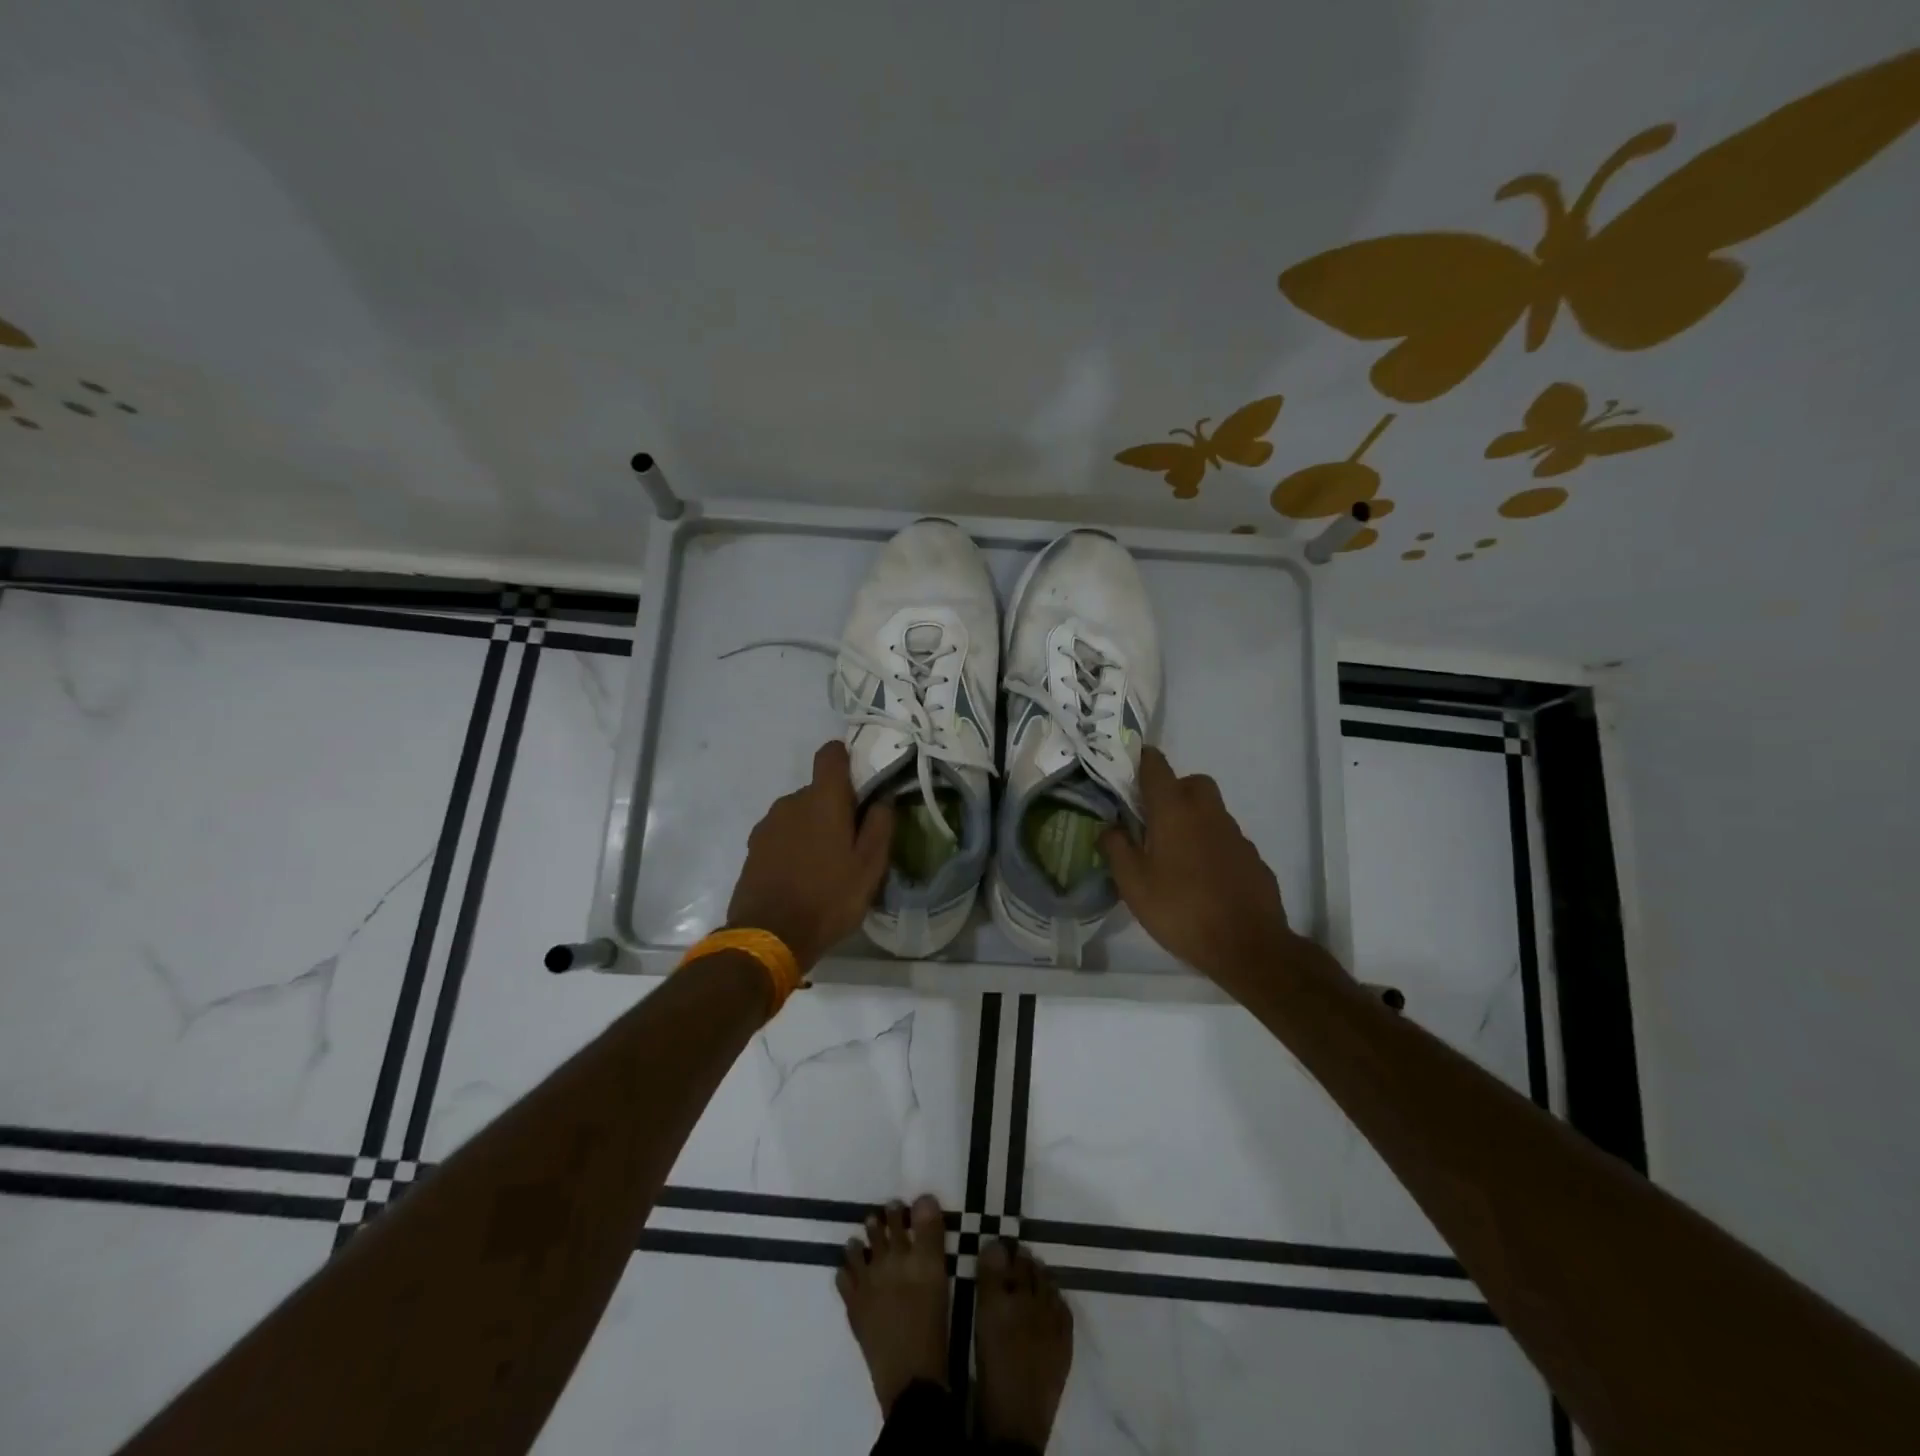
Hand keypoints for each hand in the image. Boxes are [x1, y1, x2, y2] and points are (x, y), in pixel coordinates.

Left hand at [727, 741, 894, 974]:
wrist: (768, 937)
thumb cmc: (828, 898)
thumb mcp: (870, 867)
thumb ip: (880, 825)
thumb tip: (883, 798)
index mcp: (822, 800)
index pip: (831, 754)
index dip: (846, 758)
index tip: (861, 780)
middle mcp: (791, 802)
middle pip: (818, 791)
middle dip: (835, 807)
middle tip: (852, 841)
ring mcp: (768, 825)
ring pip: (799, 814)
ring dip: (814, 828)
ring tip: (827, 864)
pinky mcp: (753, 848)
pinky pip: (782, 834)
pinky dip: (795, 845)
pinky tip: (803, 876)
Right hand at [1100, 747, 1299, 986]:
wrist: (1247, 946)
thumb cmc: (1180, 909)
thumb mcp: (1133, 884)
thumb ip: (1116, 848)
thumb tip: (1109, 827)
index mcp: (1174, 811)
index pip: (1156, 766)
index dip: (1141, 760)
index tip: (1127, 768)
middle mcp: (1207, 813)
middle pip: (1191, 782)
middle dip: (1172, 790)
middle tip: (1153, 818)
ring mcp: (1235, 834)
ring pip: (1210, 811)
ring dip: (1192, 819)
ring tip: (1174, 855)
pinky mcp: (1252, 858)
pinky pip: (1225, 839)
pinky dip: (1211, 846)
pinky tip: (1202, 878)